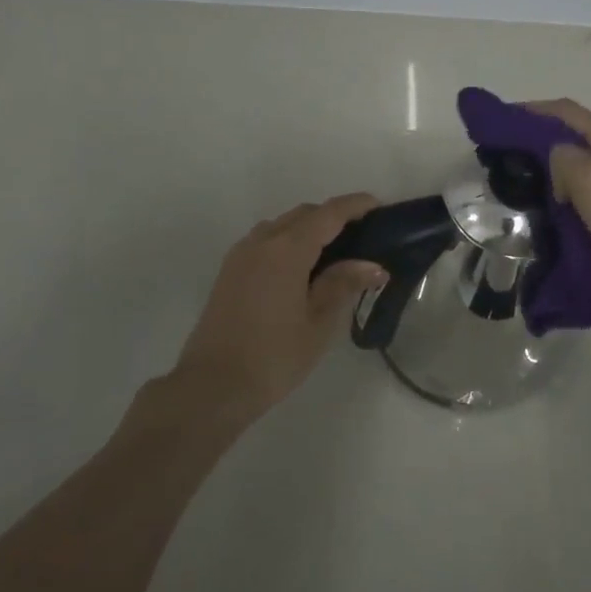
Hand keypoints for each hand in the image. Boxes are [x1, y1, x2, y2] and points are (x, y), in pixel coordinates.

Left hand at [154, 193, 385, 437]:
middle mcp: (262, 241)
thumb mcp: (319, 323)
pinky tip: (302, 269)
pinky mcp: (229, 272)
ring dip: (308, 229)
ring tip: (334, 253)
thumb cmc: (274, 356)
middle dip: (333, 217)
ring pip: (282, 226)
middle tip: (362, 236)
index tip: (378, 205)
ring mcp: (241, 255)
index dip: (354, 205)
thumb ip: (344, 285)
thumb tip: (373, 265)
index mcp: (287, 249)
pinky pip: (265, 241)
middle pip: (303, 214)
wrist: (212, 386)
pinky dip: (288, 242)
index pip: (328, 214)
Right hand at [529, 99, 590, 321]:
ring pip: (582, 166)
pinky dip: (568, 195)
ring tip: (524, 185)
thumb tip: (557, 162)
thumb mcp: (589, 178)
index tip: (501, 120)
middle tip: (508, 157)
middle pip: (575, 137)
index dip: (532, 110)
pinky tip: (554, 211)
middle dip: (540, 142)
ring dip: (553, 171)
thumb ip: (564, 157)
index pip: (566, 111)